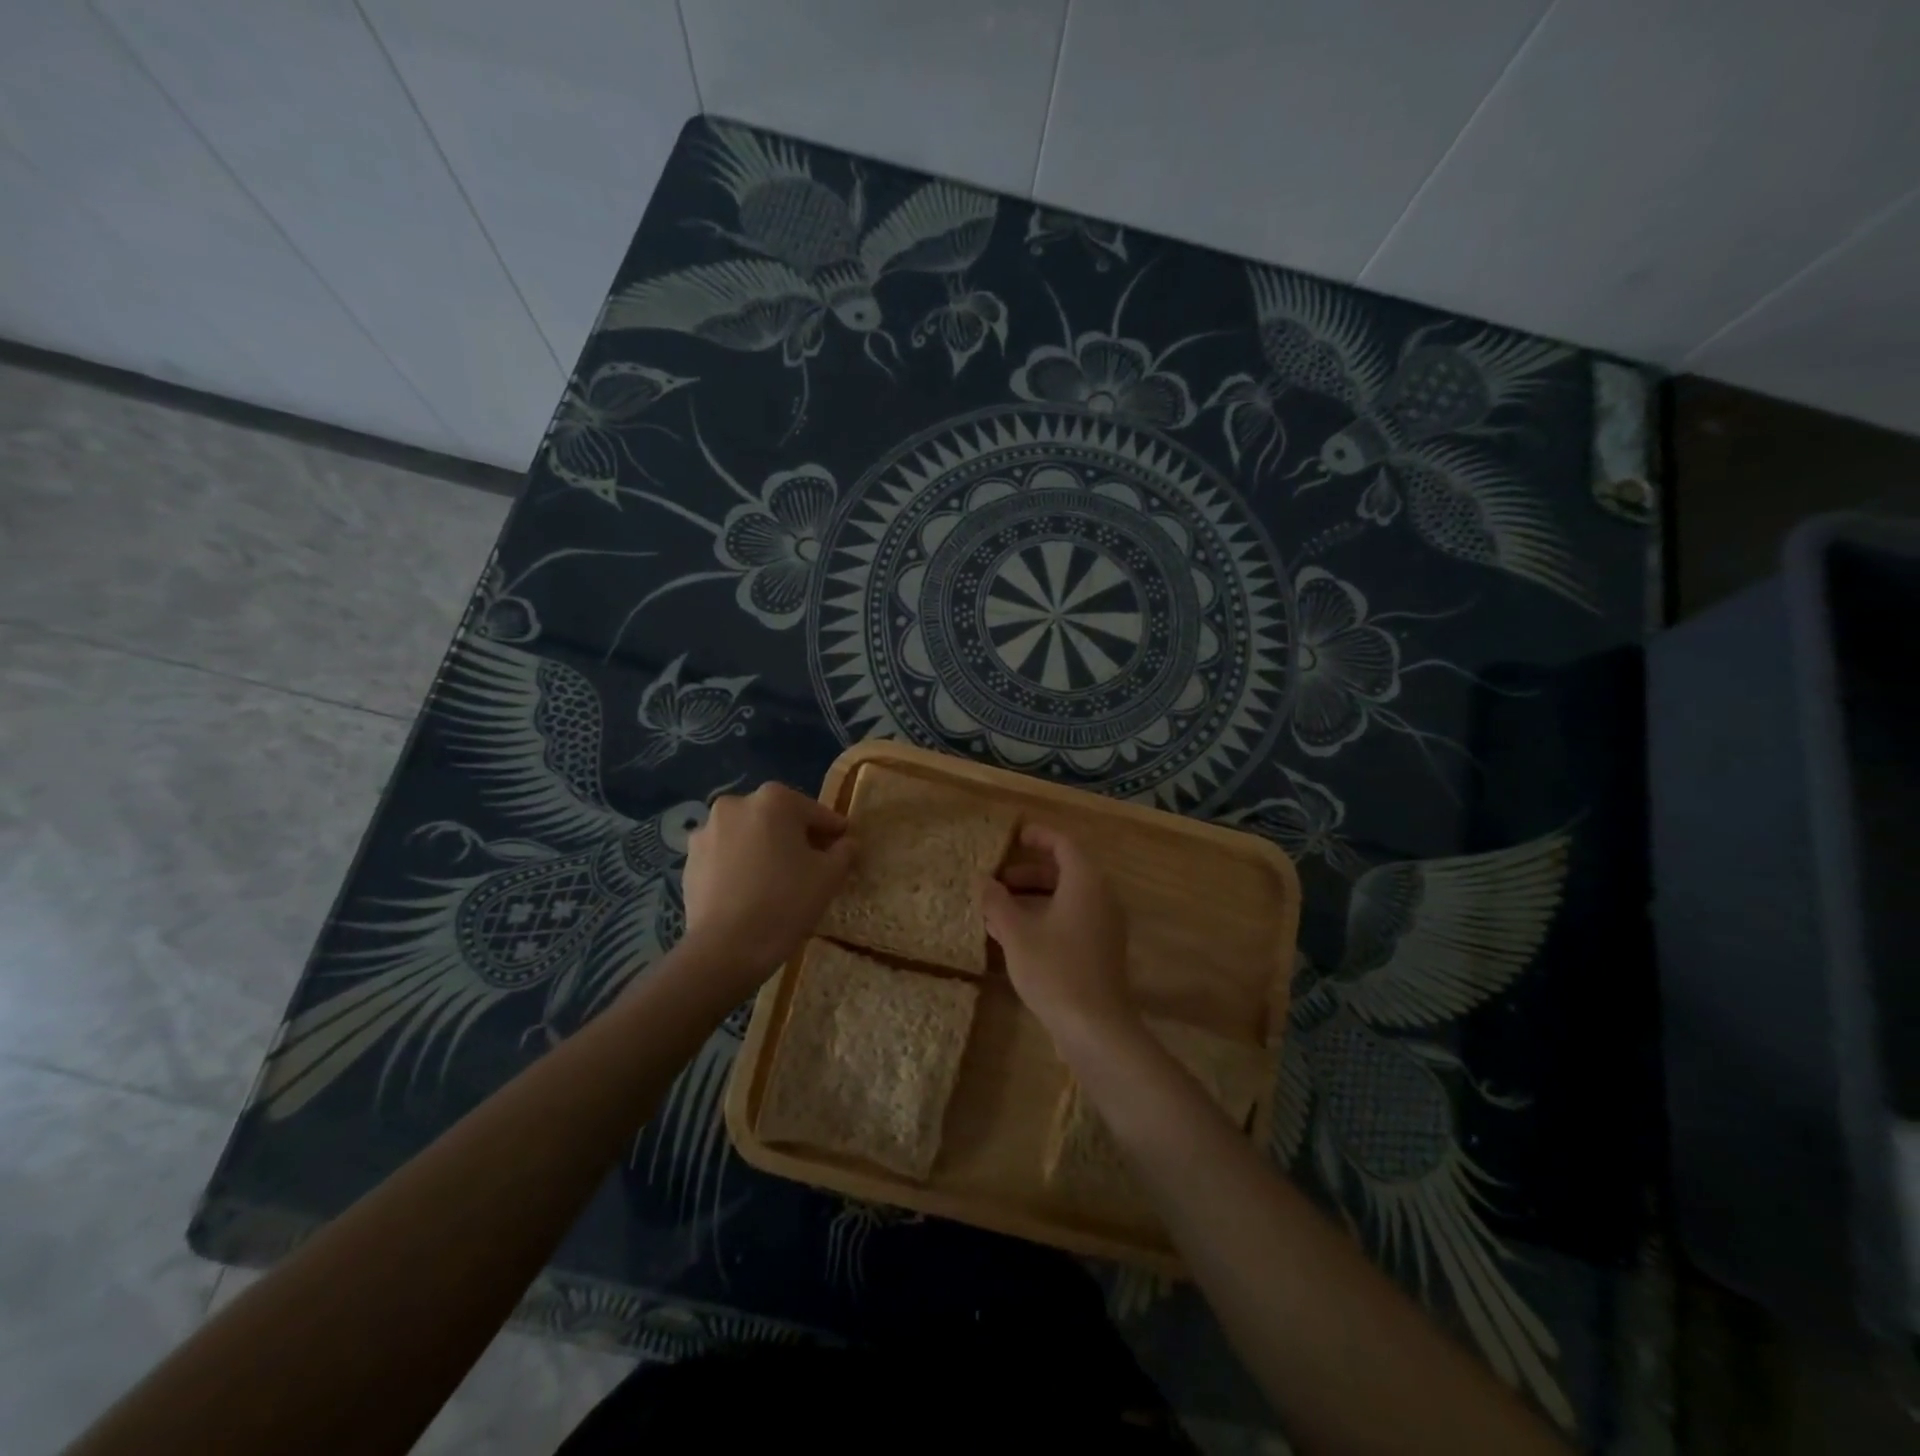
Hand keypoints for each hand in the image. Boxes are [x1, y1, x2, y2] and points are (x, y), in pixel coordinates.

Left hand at [680, 783, 854, 988]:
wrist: (726, 948)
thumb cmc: (786, 902)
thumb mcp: (829, 876)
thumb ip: (844, 851)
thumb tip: (847, 842)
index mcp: (774, 800)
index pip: (815, 813)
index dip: (833, 832)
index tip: (844, 848)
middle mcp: (736, 804)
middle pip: (778, 819)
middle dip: (795, 838)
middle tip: (812, 866)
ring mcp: (707, 831)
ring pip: (748, 836)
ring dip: (764, 849)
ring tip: (777, 881)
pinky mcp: (689, 859)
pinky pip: (725, 856)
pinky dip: (740, 865)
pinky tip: (750, 892)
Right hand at [980, 824, 1134, 1046]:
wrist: (1095, 1028)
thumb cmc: (1055, 969)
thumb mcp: (1016, 933)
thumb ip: (996, 901)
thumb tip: (981, 879)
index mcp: (1085, 882)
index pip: (1064, 844)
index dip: (1038, 837)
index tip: (1014, 836)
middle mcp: (1101, 898)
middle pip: (1064, 872)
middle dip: (1028, 872)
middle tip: (997, 880)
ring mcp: (1104, 926)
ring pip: (1066, 899)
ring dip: (1033, 898)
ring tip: (997, 910)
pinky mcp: (1100, 951)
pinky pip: (1071, 920)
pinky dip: (1045, 918)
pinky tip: (1015, 938)